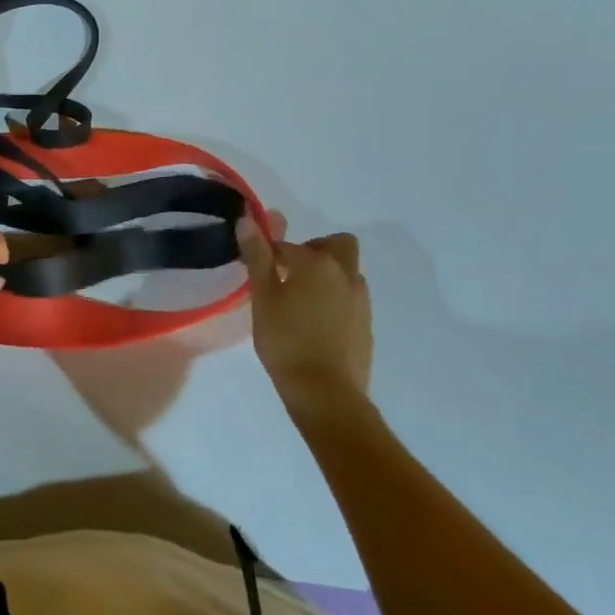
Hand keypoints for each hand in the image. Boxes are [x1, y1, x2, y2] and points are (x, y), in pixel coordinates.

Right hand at [237, 213, 372, 421]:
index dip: (270, 254)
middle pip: (338, 245)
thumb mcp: (262, 298)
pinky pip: (351, 298)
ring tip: (300, 302)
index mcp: (318, 263)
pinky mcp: (367, 325)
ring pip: (347, 272)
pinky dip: (335, 299)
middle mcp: (346, 274)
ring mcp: (361, 300)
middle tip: (290, 273)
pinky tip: (316, 324)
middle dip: (315, 250)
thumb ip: (257, 256)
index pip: (289, 245)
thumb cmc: (286, 341)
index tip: (258, 271)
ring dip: (327, 275)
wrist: (327, 394)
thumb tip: (248, 219)